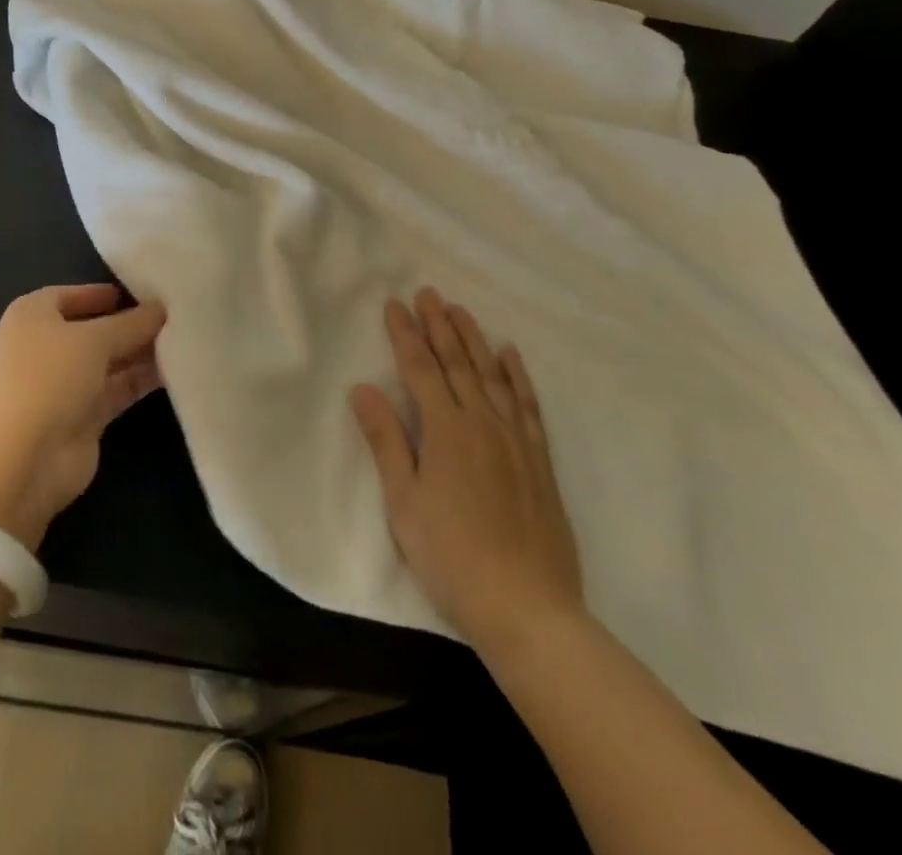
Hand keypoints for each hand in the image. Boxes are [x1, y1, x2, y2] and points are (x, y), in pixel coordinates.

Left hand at [0, 284, 164, 552]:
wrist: (17, 464)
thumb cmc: (46, 380)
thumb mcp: (93, 340)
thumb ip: (131, 323)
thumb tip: (160, 308)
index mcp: (33, 315)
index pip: (73, 294)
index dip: (106, 292)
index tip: (147, 290)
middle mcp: (46, 346)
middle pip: (96, 328)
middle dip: (132, 323)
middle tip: (179, 314)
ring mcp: (64, 384)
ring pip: (110, 360)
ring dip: (142, 352)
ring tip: (186, 339)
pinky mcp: (83, 418)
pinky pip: (117, 389)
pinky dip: (141, 380)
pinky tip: (176, 369)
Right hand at [350, 288, 584, 662]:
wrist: (528, 609)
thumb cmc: (452, 557)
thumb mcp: (404, 502)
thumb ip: (386, 441)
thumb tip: (362, 388)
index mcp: (446, 431)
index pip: (420, 369)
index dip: (405, 335)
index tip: (394, 304)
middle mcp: (483, 423)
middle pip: (457, 363)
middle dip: (439, 326)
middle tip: (428, 293)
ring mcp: (516, 440)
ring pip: (492, 375)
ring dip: (474, 339)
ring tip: (461, 311)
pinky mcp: (539, 460)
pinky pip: (527, 405)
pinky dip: (518, 376)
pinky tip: (510, 355)